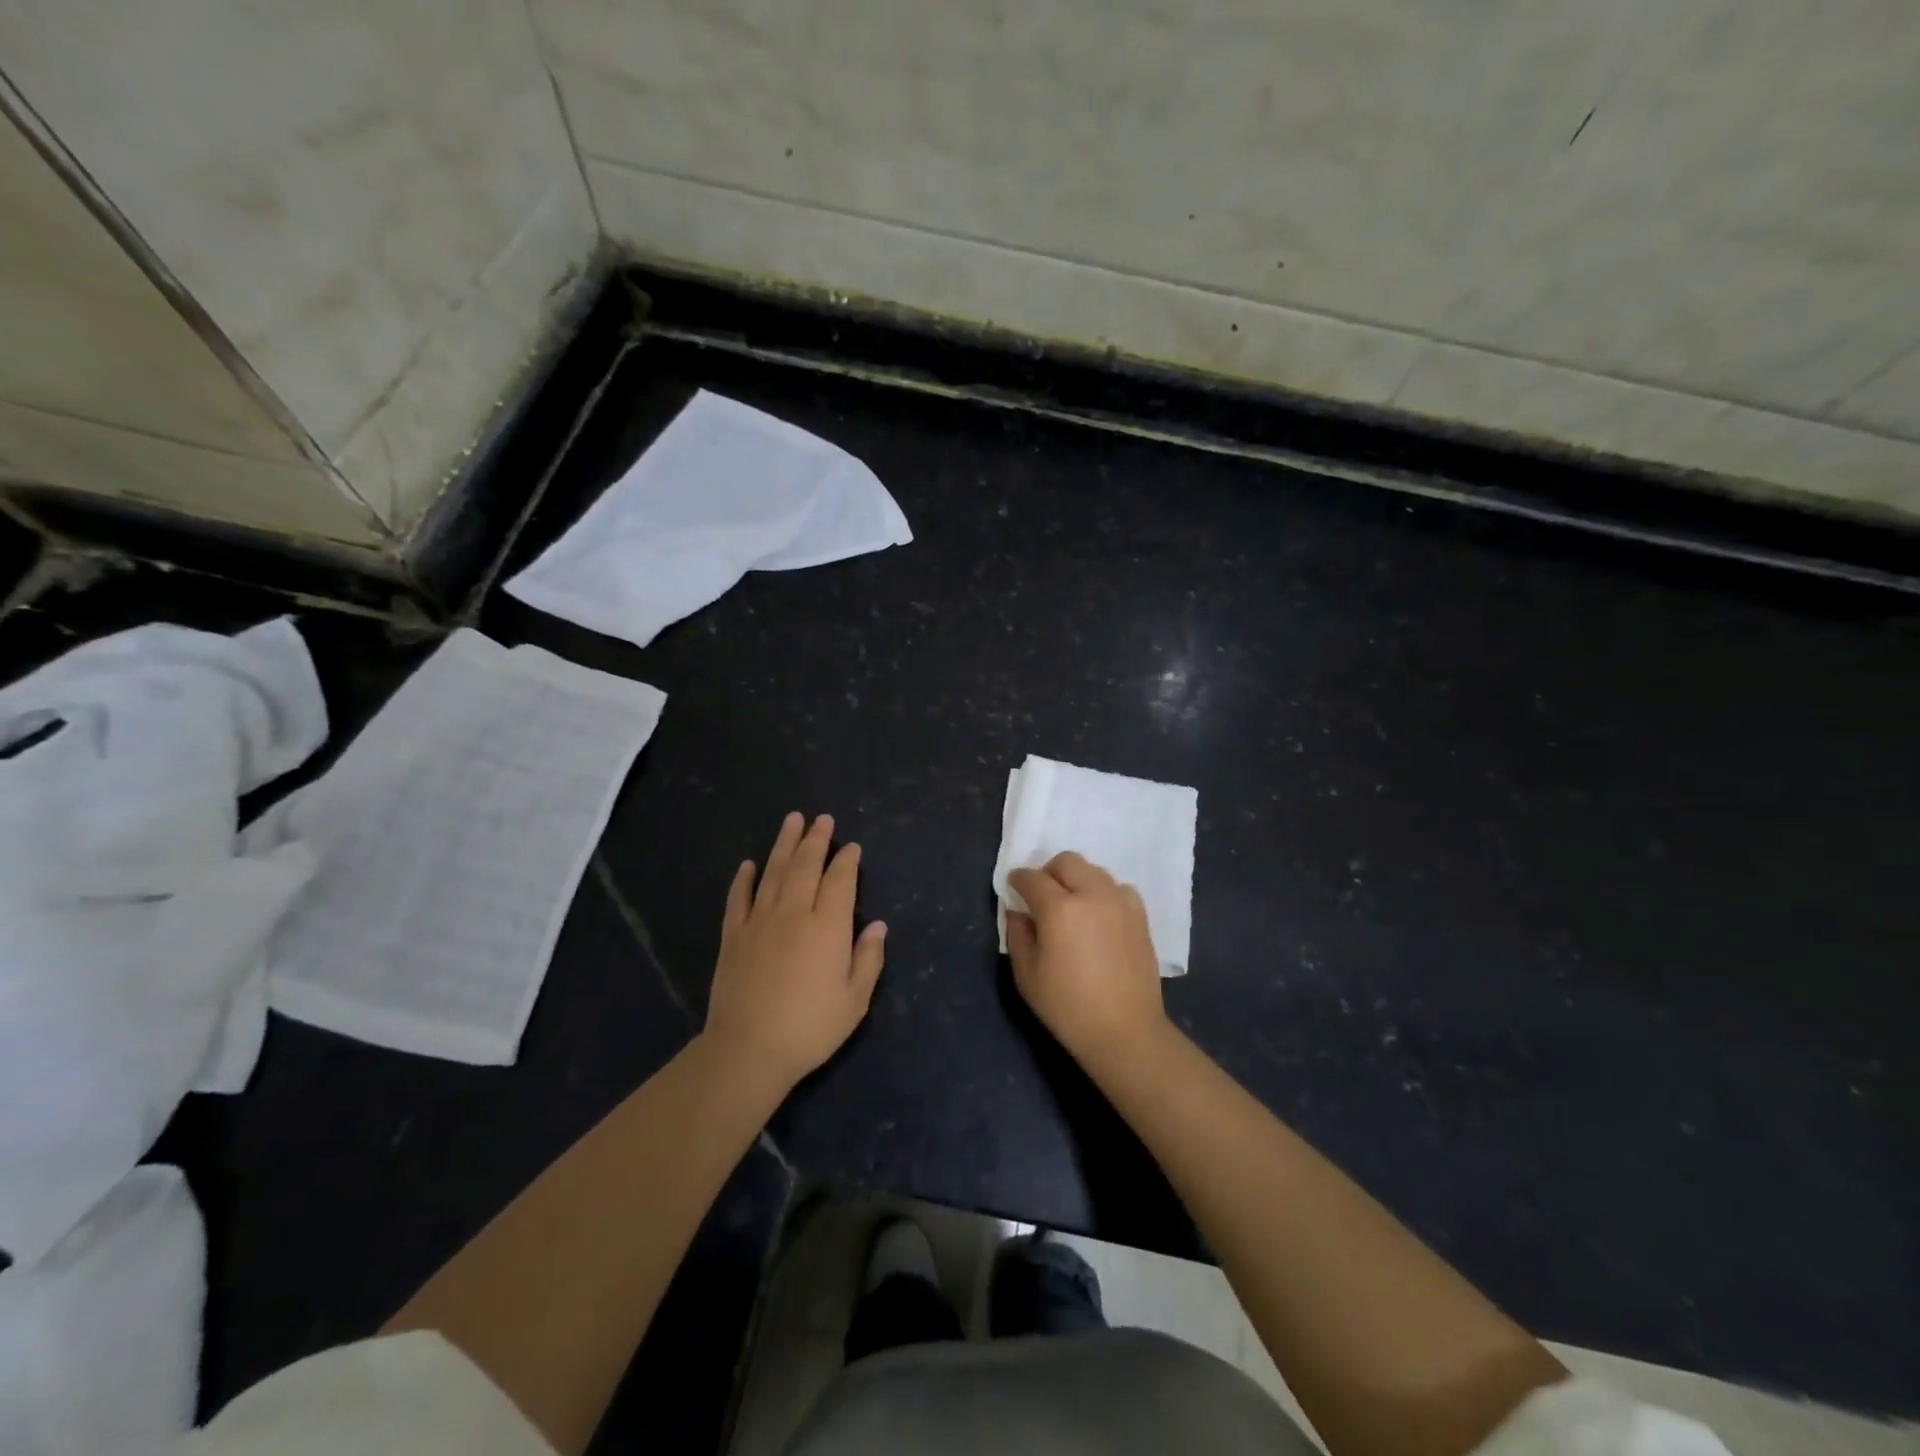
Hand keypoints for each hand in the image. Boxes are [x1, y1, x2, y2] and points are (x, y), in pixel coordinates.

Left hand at [703, 813, 886, 1089]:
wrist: (748, 1049)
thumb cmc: (810, 1028)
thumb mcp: (854, 1000)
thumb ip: (868, 959)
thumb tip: (878, 925)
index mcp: (828, 927)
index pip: (840, 881)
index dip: (847, 861)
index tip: (851, 846)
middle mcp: (794, 913)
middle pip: (806, 866)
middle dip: (816, 840)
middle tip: (822, 819)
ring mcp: (760, 921)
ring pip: (774, 872)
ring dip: (784, 844)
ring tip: (792, 820)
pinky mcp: (733, 935)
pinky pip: (738, 898)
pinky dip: (744, 879)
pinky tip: (748, 865)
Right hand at [1006, 851, 1170, 1073]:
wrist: (1124, 1030)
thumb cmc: (1068, 1007)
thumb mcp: (1027, 975)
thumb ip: (1018, 934)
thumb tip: (1018, 912)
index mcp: (1059, 908)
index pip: (1033, 878)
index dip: (1018, 880)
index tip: (1013, 887)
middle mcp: (1092, 894)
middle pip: (1067, 862)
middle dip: (1049, 872)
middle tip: (1042, 895)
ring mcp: (1120, 902)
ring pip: (1094, 871)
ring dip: (1077, 880)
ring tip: (1072, 906)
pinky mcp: (1140, 915)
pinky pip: (1118, 888)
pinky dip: (1103, 893)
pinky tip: (1098, 916)